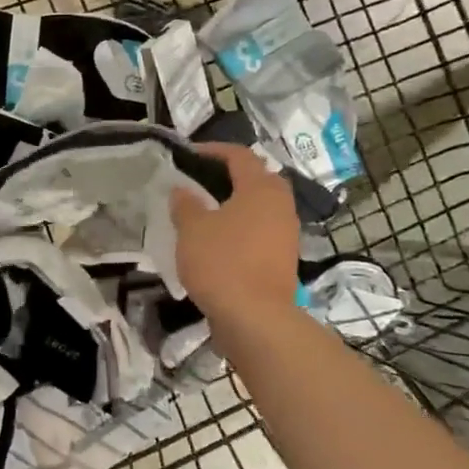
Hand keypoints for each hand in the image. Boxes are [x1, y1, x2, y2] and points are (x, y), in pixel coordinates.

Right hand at [171, 143, 299, 325]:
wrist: (255, 317)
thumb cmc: (222, 262)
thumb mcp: (192, 229)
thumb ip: (185, 204)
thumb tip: (182, 190)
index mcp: (261, 188)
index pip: (239, 155)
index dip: (213, 150)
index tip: (189, 154)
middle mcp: (280, 205)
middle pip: (256, 179)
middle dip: (229, 176)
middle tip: (200, 181)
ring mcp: (286, 233)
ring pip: (260, 207)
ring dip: (236, 204)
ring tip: (206, 211)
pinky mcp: (283, 258)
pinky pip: (260, 231)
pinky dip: (241, 228)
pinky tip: (219, 241)